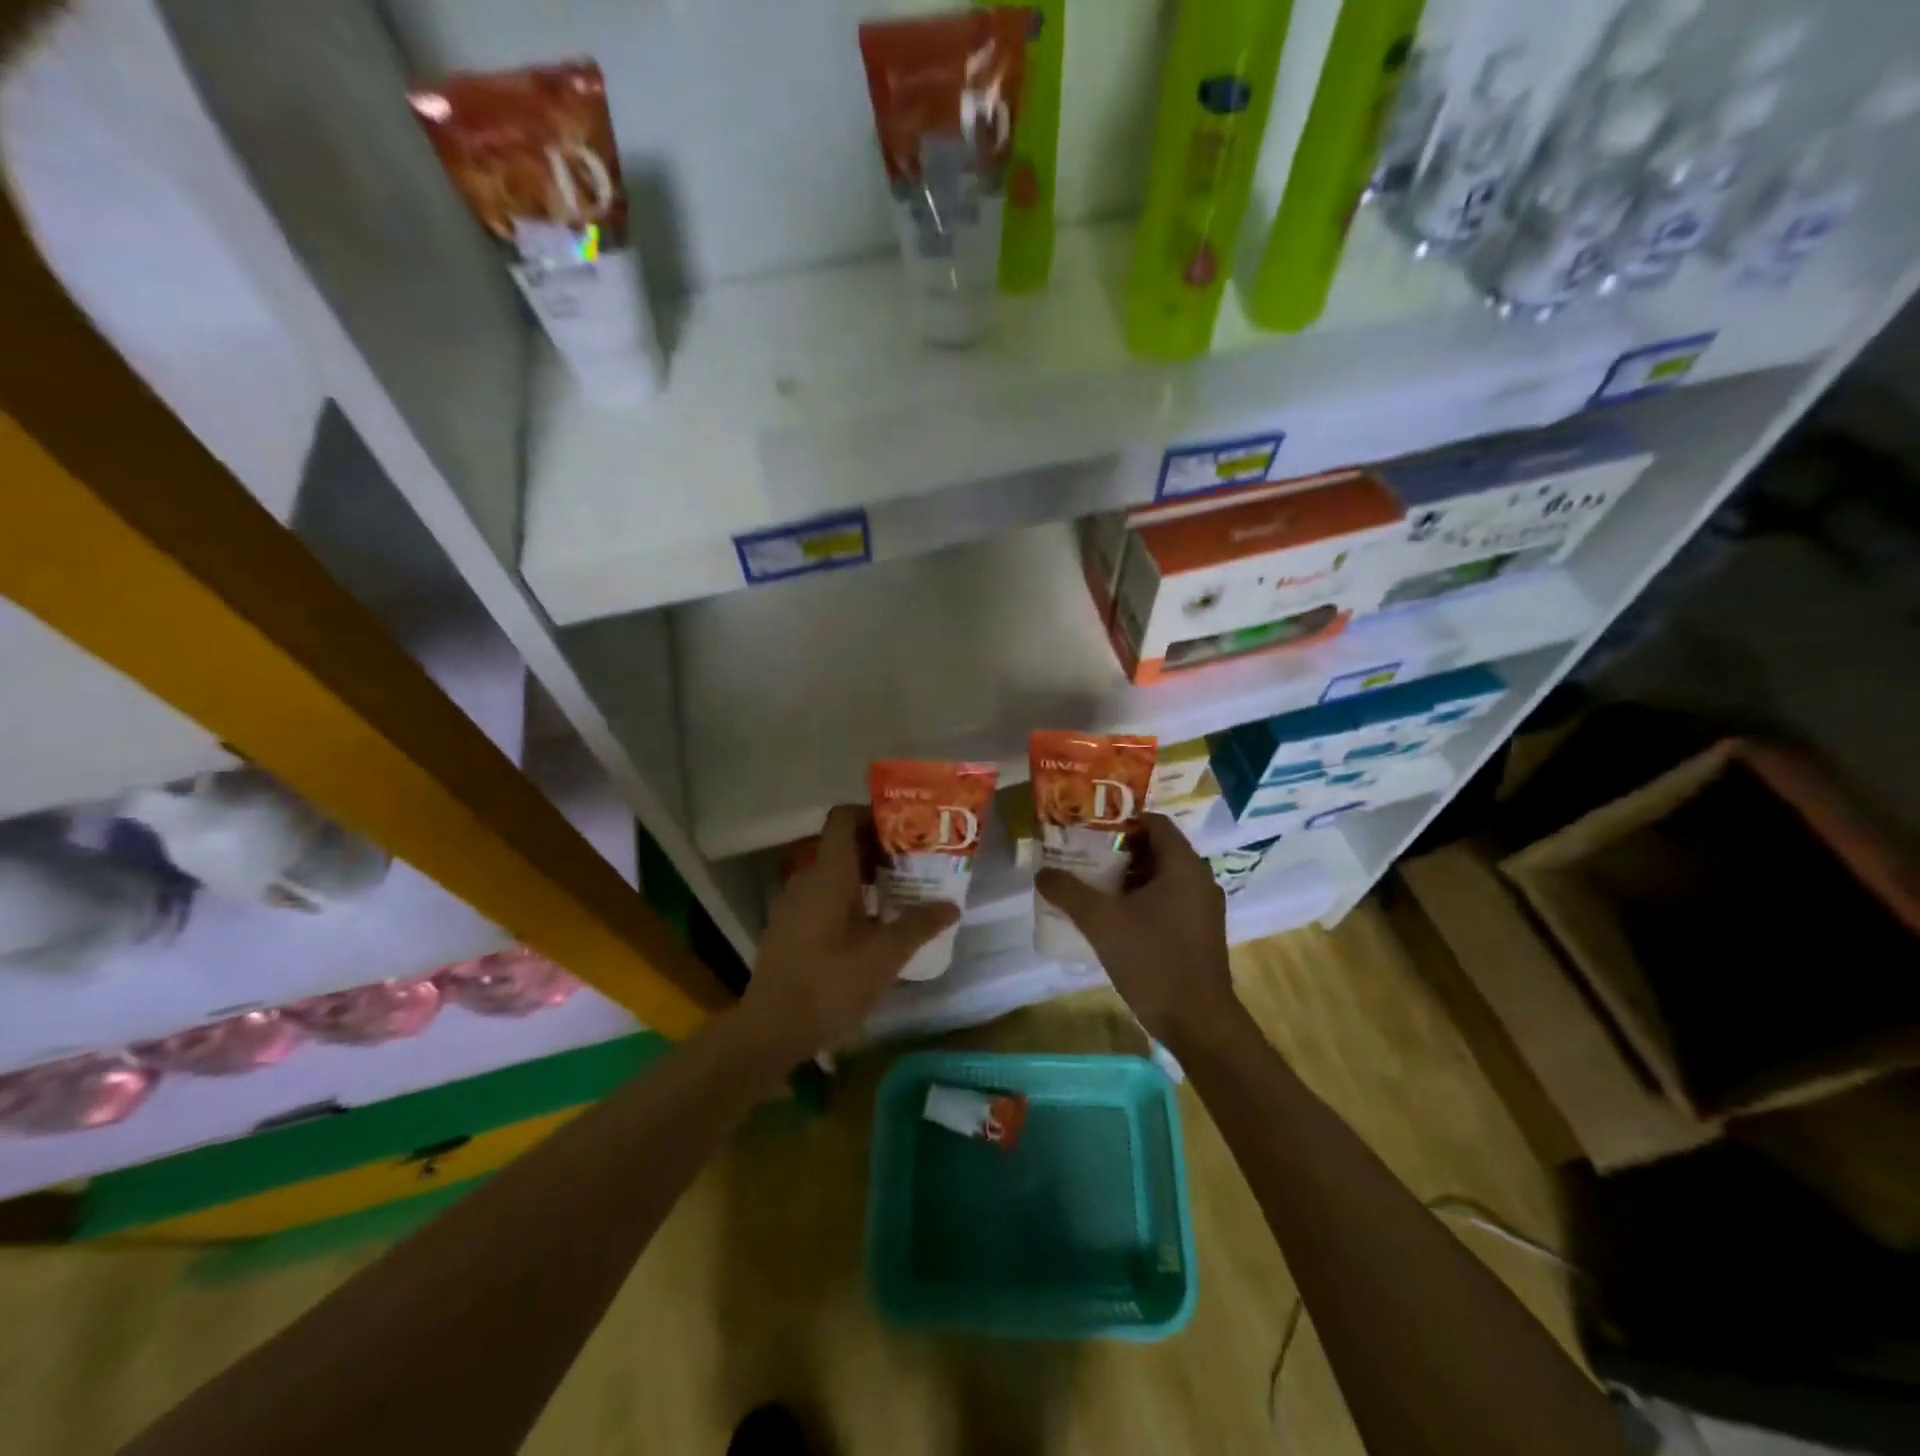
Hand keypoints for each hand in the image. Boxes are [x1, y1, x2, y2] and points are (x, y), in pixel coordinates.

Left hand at [741, 805, 959, 1055]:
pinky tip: (868, 927)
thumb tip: (951, 906)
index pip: (843, 818)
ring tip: (898, 895)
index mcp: (829, 873)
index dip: (872, 815)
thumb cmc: (830, 983)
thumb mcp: (884, 956)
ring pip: (831, 873)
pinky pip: (819, 896)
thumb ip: (918, 925)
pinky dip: (845, 898)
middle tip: (913, 865)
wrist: (770, 1029)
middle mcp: (806, 879)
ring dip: (863, 877)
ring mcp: (792, 904)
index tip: (905, 830)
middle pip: (841, 844)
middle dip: (878, 849)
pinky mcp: (787, 928)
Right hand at [1036, 813, 1243, 1050]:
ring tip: (1093, 884)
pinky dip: (1143, 898)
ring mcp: (1203, 906)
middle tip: (1084, 856)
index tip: (1089, 830)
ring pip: (1163, 876)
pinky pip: (1170, 898)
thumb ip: (1069, 893)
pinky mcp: (1201, 930)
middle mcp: (1199, 878)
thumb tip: (1042, 873)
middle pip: (1157, 848)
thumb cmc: (1153, 961)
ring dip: (1129, 876)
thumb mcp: (1102, 923)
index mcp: (1183, 865)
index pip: (1155, 822)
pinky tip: (1115, 916)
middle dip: (1120, 849)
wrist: (1197, 1021)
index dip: (1122, 820)